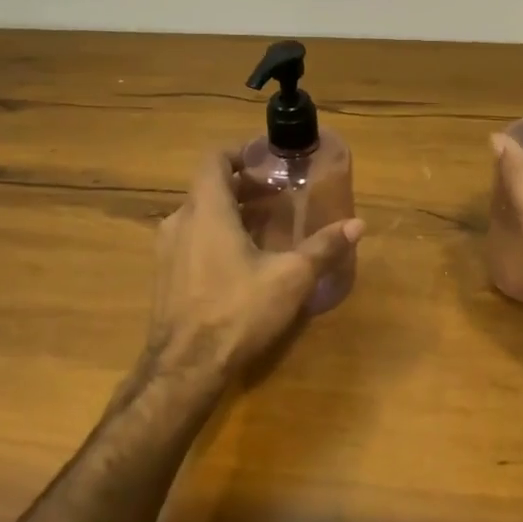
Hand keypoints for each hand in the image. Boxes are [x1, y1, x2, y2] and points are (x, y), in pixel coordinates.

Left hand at [149, 147, 363, 378]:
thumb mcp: (290, 278)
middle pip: (209, 188)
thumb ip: (323, 248)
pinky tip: (243, 261)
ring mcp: (167, 251)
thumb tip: (357, 224)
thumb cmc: (237, 311)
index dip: (239, 152)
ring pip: (200, 216)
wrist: (184, 369)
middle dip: (244, 187)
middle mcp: (179, 221)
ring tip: (265, 227)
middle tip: (278, 196)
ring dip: (230, 214)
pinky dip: (216, 236)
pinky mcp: (165, 277)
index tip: (267, 160)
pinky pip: (191, 240)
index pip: (214, 159)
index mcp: (206, 210)